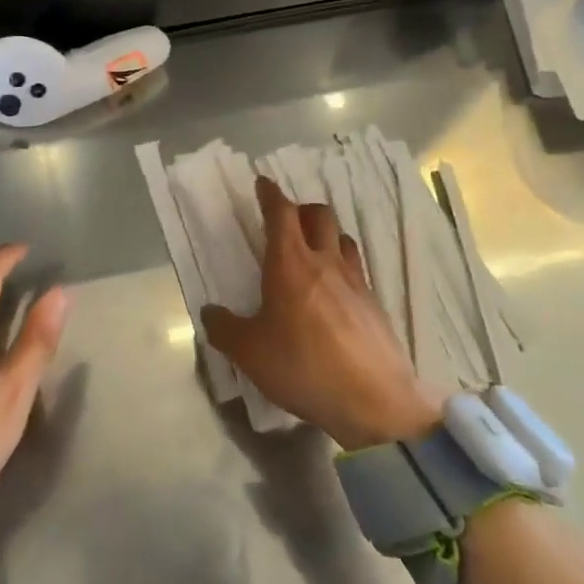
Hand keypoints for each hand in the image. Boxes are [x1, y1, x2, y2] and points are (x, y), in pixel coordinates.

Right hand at [202, 178, 438, 451]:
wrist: (373, 401)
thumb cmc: (303, 367)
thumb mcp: (250, 354)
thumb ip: (225, 329)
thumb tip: (210, 313)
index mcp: (290, 264)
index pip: (281, 213)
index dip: (270, 194)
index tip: (263, 183)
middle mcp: (324, 261)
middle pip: (319, 214)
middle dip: (301, 209)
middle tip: (287, 220)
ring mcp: (354, 281)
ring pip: (342, 238)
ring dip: (326, 234)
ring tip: (313, 250)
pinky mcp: (374, 303)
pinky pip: (356, 268)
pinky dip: (341, 265)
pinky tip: (335, 290)